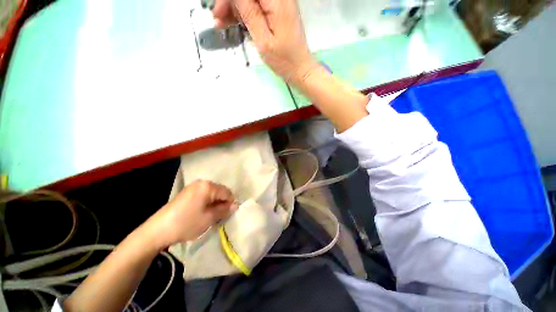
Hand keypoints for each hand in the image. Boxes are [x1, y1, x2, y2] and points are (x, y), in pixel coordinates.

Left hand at [148, 180, 237, 247]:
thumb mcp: (209, 218)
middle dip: (222, 203)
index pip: (227, 192)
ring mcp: (193, 186)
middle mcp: (202, 182)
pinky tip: (202, 212)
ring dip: (214, 203)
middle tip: (219, 216)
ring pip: (212, 194)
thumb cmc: (186, 223)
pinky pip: (203, 195)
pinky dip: (207, 203)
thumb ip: (224, 210)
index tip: (229, 214)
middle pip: (219, 191)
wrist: (158, 230)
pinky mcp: (187, 192)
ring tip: (211, 216)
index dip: (230, 203)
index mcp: (208, 186)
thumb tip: (236, 205)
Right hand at [212, 0, 318, 84]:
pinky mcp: (276, 11)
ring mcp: (278, 3)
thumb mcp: (263, 39)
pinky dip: (243, 13)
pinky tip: (233, 23)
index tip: (218, 10)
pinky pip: (255, 6)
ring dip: (234, 8)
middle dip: (230, 2)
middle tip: (218, 19)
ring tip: (222, 24)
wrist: (299, 68)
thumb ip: (248, 12)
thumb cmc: (284, 60)